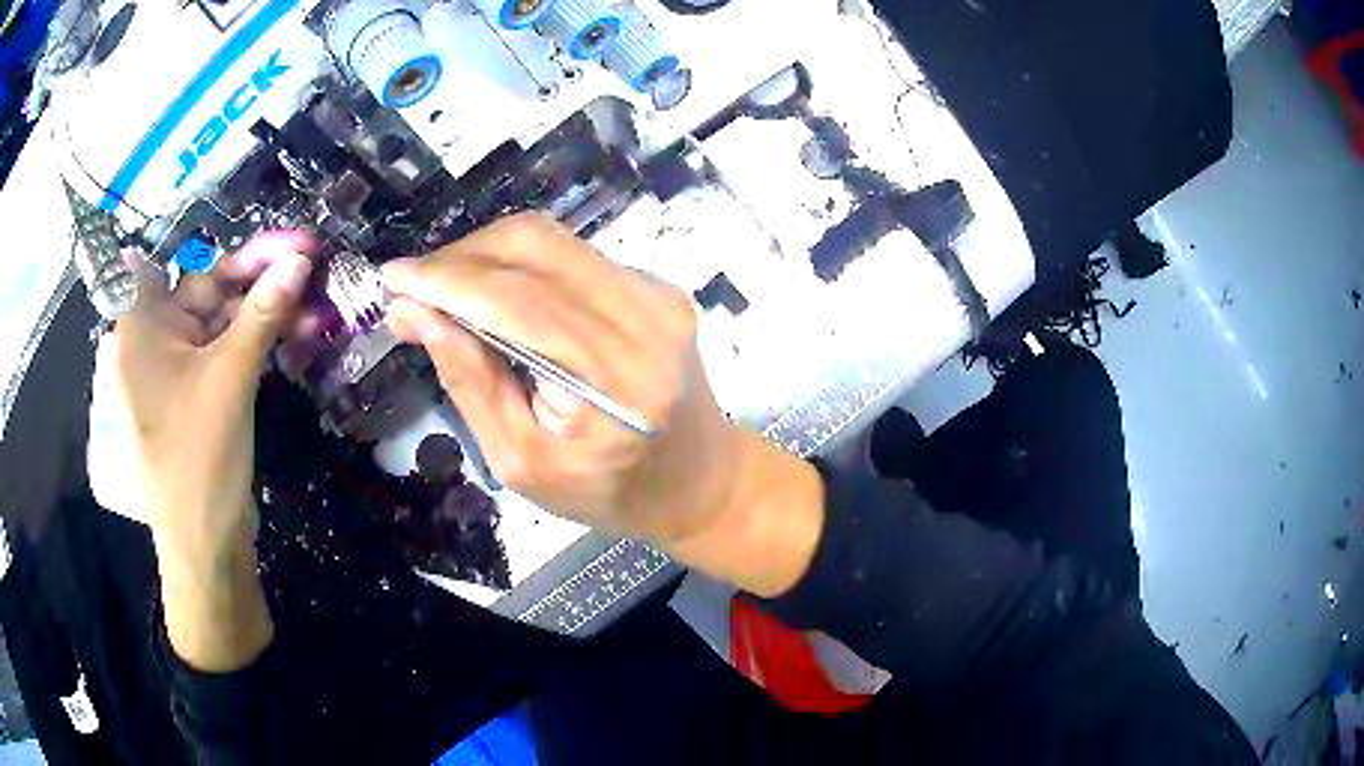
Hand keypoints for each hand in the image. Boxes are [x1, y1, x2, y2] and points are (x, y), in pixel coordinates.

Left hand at [114, 232, 314, 670]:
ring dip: (269, 312)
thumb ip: (263, 313)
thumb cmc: (199, 458)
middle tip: (316, 266)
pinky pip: (229, 351)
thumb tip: (300, 259)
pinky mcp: (199, 393)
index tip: (290, 244)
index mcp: (143, 324)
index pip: (192, 264)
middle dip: (264, 280)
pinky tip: (298, 331)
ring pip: (226, 322)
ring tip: (319, 303)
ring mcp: (178, 367)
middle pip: (212, 291)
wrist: (205, 545)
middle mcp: (156, 338)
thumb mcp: (230, 378)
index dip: (240, 250)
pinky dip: (261, 341)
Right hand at [382, 214, 822, 595]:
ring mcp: (657, 293)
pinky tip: (494, 293)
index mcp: (615, 377)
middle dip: (460, 257)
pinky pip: (573, 255)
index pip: (515, 300)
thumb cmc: (609, 492)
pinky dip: (521, 264)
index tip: (392, 278)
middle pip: (535, 246)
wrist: (700, 481)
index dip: (445, 280)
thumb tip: (414, 314)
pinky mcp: (656, 286)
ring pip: (552, 240)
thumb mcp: (522, 462)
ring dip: (486, 254)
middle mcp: (645, 317)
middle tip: (415, 285)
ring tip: (444, 288)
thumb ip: (469, 381)